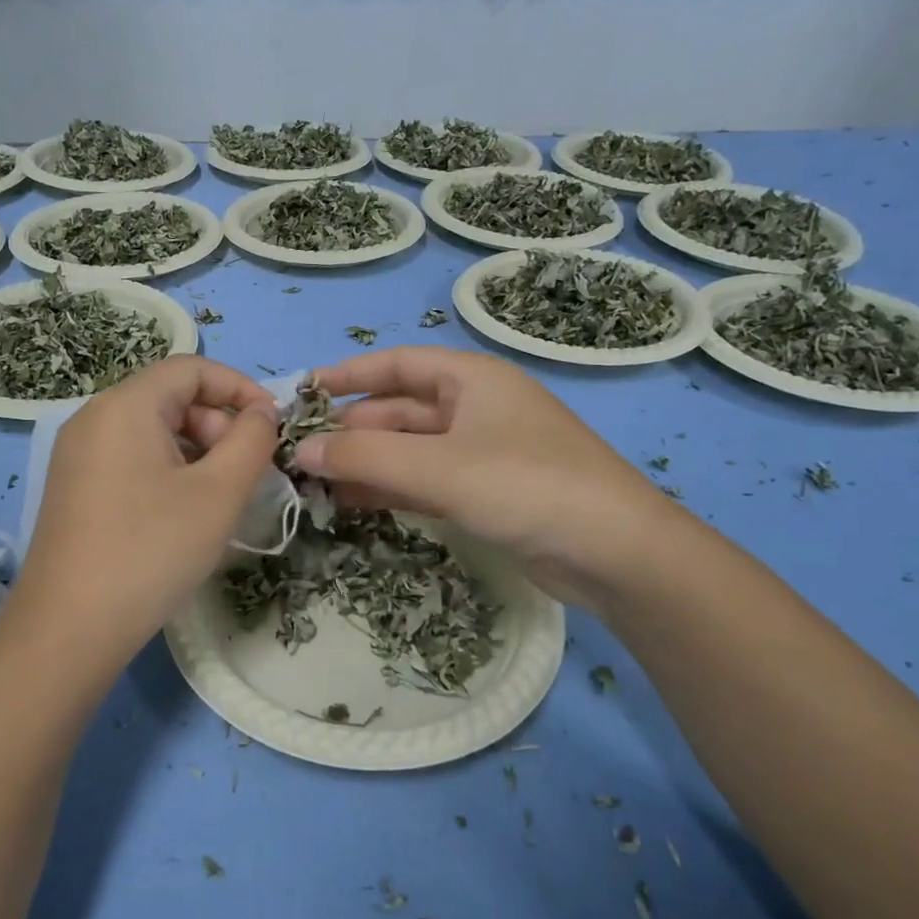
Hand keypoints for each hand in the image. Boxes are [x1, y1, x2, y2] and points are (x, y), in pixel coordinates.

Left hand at [11, 356, 279, 665]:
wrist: (69, 630)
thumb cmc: (151, 551)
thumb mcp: (218, 493)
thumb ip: (251, 440)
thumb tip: (263, 411)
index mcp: (124, 406)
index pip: (192, 369)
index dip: (240, 388)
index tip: (273, 425)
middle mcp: (94, 419)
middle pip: (172, 398)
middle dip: (219, 426)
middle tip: (246, 475)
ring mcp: (79, 455)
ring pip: (154, 432)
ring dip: (199, 453)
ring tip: (221, 499)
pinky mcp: (76, 488)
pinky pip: (133, 459)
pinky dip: (170, 472)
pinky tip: (185, 514)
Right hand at [294, 346, 678, 602]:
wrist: (617, 553)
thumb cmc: (527, 486)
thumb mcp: (440, 469)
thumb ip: (366, 459)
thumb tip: (300, 453)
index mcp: (471, 379)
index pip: (396, 364)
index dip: (347, 375)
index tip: (302, 393)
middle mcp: (475, 407)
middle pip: (399, 410)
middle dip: (351, 431)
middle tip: (301, 456)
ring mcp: (482, 451)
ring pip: (410, 449)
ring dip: (367, 464)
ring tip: (316, 486)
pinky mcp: (487, 492)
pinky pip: (426, 480)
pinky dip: (392, 489)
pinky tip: (355, 505)